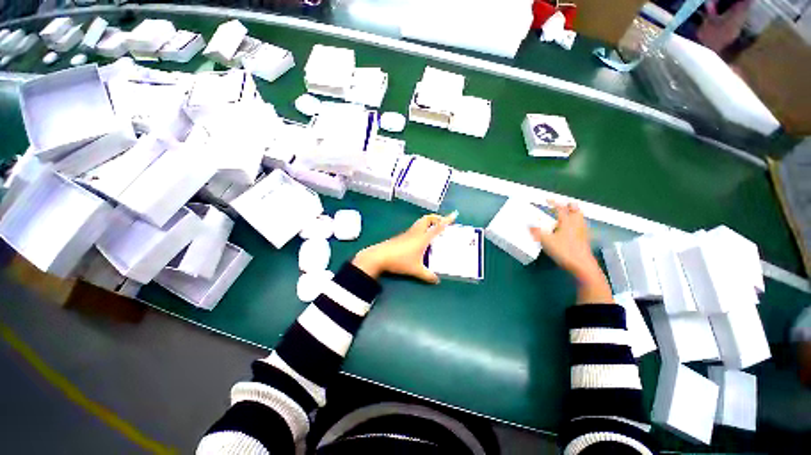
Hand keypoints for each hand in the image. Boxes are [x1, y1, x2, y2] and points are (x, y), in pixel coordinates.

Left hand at [352, 211, 457, 283]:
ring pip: (420, 223)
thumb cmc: (400, 261)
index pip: (437, 227)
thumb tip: (437, 280)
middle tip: (442, 224)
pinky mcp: (401, 237)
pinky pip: (414, 229)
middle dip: (436, 218)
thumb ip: (427, 275)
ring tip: (433, 231)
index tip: (454, 214)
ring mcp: (407, 233)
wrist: (379, 257)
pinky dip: (421, 229)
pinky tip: (421, 240)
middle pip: (427, 219)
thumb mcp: (416, 270)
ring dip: (428, 223)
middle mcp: (416, 232)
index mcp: (422, 238)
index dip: (446, 220)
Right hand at [531, 200, 611, 303]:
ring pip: (580, 218)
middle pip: (575, 210)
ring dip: (574, 213)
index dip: (553, 203)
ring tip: (566, 215)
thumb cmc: (564, 251)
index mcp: (567, 222)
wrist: (582, 266)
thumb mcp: (546, 241)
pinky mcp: (584, 239)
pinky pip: (581, 226)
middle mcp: (576, 224)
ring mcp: (582, 232)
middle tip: (561, 205)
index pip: (560, 208)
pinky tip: (571, 229)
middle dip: (568, 206)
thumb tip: (529, 224)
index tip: (547, 200)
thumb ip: (536, 232)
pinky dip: (576, 223)